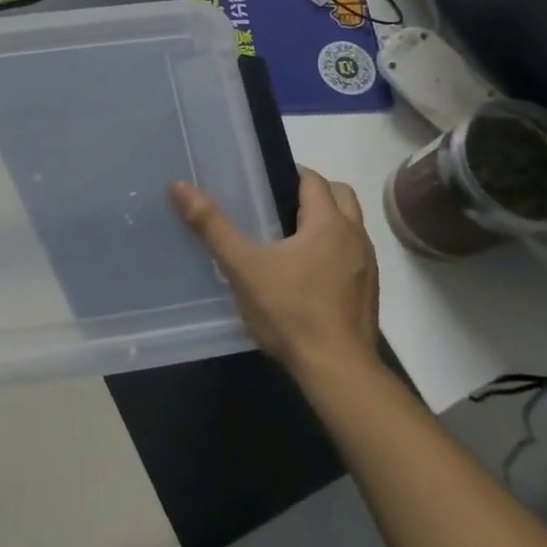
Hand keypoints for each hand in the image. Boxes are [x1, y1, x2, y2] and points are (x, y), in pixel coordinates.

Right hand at [170, 167, 379, 378]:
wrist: (338, 373)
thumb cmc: (291, 311)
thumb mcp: (243, 267)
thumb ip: (212, 226)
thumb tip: (178, 186)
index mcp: (329, 223)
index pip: (313, 180)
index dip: (290, 174)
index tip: (263, 182)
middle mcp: (355, 237)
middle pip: (341, 196)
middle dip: (313, 194)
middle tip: (278, 206)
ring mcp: (367, 267)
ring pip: (350, 227)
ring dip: (327, 223)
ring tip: (290, 239)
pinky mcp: (368, 294)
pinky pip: (352, 256)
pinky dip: (334, 252)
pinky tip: (307, 275)